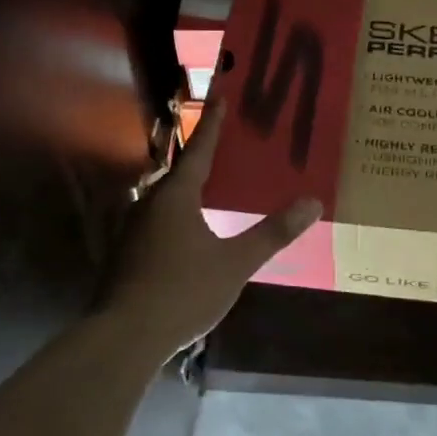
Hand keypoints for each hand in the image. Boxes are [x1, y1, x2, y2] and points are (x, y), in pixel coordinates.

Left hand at [104, 102, 321, 356]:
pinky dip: (177, 214)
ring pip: (165, 197)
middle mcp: (149, 203)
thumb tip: (313, 202)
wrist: (123, 338)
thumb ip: (273, 233)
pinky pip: (157, 219)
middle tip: (227, 144)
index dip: (213, 124)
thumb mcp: (235, 264)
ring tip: (212, 185)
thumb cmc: (182, 292)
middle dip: (203, 156)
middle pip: (180, 171)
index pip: (200, 150)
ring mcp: (133, 229)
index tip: (222, 97)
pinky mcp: (126, 253)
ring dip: (188, 188)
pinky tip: (190, 230)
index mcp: (175, 196)